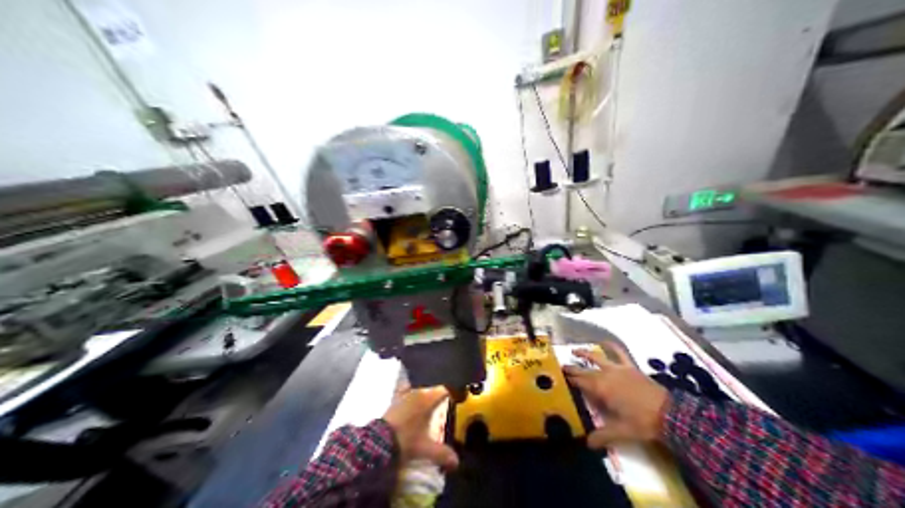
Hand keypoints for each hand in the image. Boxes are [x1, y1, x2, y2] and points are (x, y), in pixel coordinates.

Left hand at [381, 387, 460, 470]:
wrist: (378, 442)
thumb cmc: (406, 440)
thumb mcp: (426, 449)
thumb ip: (443, 454)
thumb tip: (456, 462)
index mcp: (427, 399)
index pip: (445, 389)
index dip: (453, 393)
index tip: (458, 400)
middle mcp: (417, 392)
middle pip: (432, 389)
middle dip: (439, 396)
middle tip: (446, 406)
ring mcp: (404, 395)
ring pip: (419, 390)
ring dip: (425, 396)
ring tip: (430, 406)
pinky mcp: (394, 401)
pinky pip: (406, 393)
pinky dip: (411, 396)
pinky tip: (413, 405)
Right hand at [563, 350, 669, 448]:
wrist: (669, 413)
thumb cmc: (642, 422)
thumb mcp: (620, 431)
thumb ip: (602, 436)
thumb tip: (586, 444)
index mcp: (601, 389)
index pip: (580, 382)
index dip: (569, 379)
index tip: (558, 376)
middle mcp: (606, 375)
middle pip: (585, 370)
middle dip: (573, 368)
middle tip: (561, 366)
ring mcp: (618, 369)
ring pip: (598, 358)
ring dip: (586, 354)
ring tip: (575, 350)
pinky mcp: (630, 367)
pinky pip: (619, 353)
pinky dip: (612, 346)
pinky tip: (605, 342)